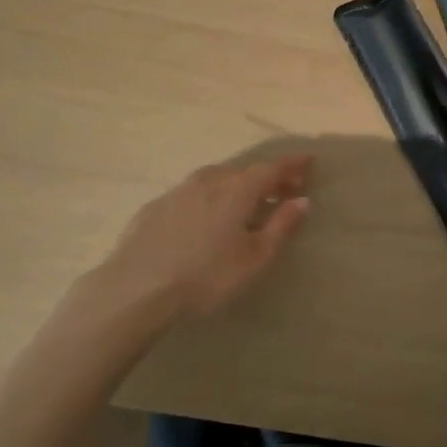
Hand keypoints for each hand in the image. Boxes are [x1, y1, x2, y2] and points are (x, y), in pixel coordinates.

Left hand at [90, 156, 312, 325]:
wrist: (138, 286)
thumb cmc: (206, 275)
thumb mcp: (254, 258)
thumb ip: (281, 226)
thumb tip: (302, 200)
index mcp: (238, 188)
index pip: (273, 167)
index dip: (293, 164)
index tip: (309, 161)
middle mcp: (211, 179)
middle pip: (246, 172)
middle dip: (268, 178)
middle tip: (284, 189)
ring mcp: (180, 189)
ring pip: (218, 180)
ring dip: (237, 186)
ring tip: (247, 203)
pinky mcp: (158, 205)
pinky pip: (194, 194)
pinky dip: (210, 198)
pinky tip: (206, 218)